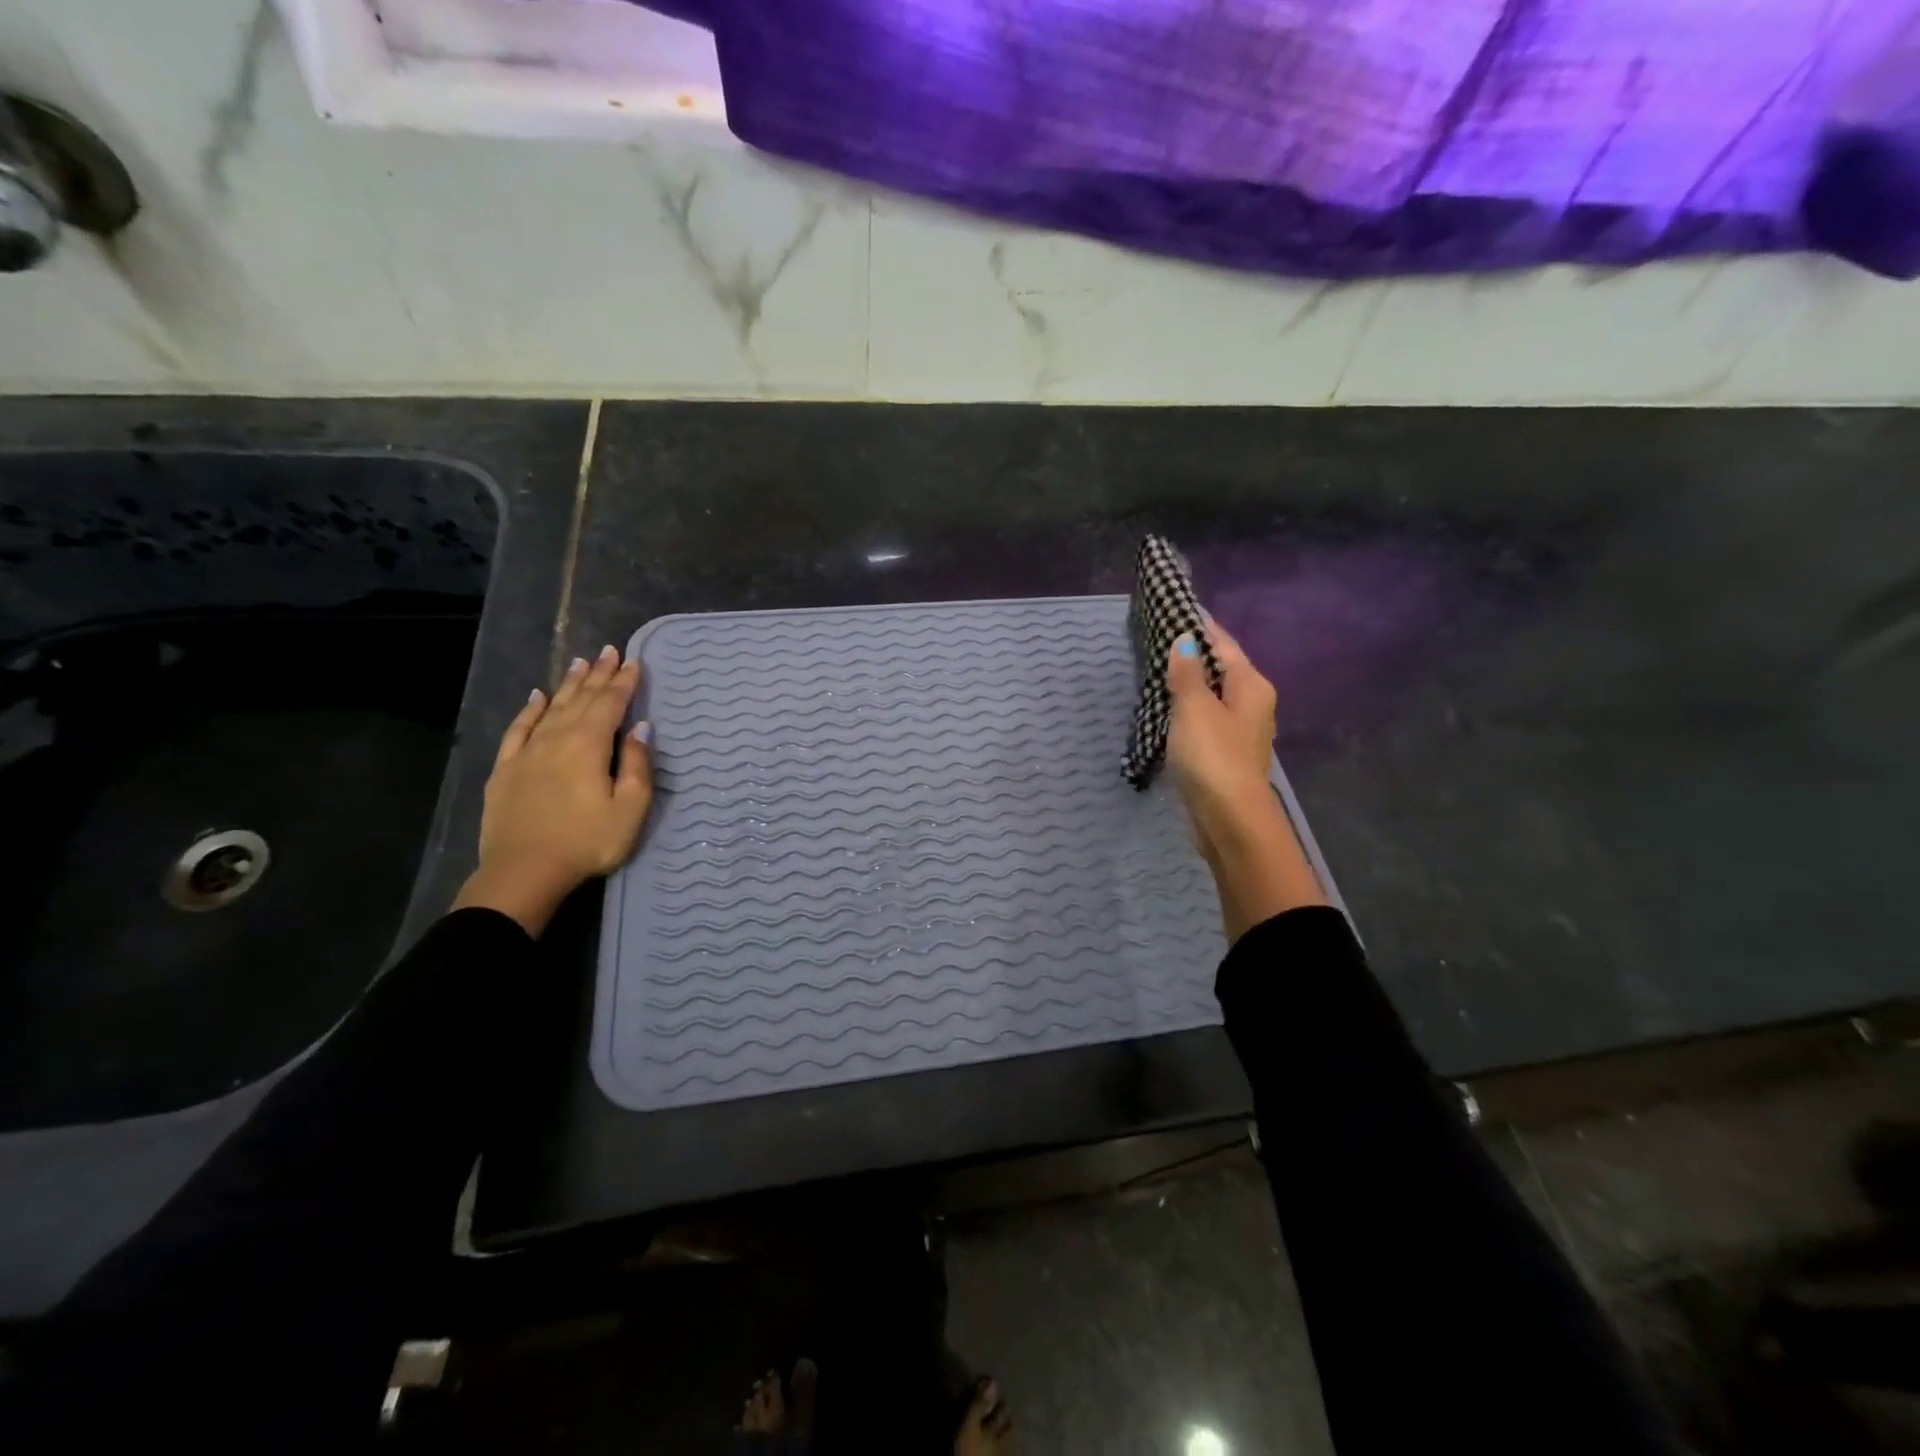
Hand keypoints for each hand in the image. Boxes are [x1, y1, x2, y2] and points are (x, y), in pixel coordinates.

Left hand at [452, 645, 652, 935]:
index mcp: (589, 745)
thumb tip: (640, 728)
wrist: (523, 872)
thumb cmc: (587, 842)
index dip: (624, 682)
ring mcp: (527, 752)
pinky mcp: (506, 768)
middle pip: (581, 699)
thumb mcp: (629, 808)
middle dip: (598, 675)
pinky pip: (518, 729)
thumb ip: (636, 764)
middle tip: (609, 651)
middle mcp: (557, 738)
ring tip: (580, 662)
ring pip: (552, 708)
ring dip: (568, 684)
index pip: (610, 704)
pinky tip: (537, 697)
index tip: (634, 662)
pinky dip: (530, 710)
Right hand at [1166, 620, 1281, 839]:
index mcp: (1251, 685)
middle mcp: (1252, 704)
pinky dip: (1188, 709)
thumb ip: (1188, 673)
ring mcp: (1239, 731)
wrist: (1228, 818)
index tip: (1177, 608)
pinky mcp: (1224, 754)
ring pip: (1212, 696)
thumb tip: (1185, 640)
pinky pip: (1205, 719)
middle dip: (1194, 654)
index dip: (1201, 626)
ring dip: (1190, 683)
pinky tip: (1167, 710)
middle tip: (1159, 637)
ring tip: (1157, 669)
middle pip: (1221, 669)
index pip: (1224, 644)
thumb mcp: (1194, 708)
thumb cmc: (1213, 756)